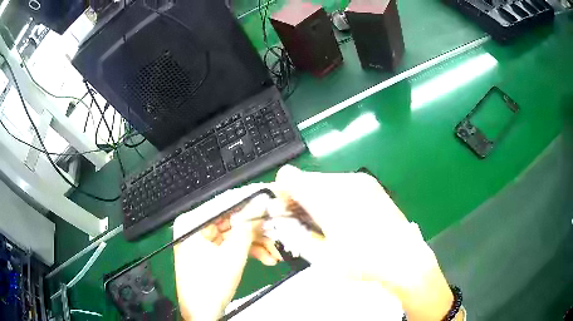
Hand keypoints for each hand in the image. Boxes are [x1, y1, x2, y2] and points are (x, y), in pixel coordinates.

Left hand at [173, 186, 281, 320]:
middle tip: (277, 230)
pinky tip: (267, 259)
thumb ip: (248, 228)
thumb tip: (260, 204)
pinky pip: (232, 245)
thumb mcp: (233, 255)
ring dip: (257, 243)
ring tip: (276, 253)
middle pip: (232, 221)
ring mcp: (202, 240)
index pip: (224, 204)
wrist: (202, 313)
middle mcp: (194, 228)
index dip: (249, 203)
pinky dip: (249, 251)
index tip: (269, 201)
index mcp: (192, 223)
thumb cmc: (210, 286)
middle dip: (257, 230)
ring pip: (235, 234)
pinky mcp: (210, 252)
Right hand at [274, 165, 453, 320]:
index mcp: (327, 196)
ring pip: (324, 181)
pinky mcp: (372, 185)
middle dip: (300, 197)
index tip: (287, 212)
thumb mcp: (321, 256)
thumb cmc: (362, 263)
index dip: (282, 193)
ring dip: (318, 197)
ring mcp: (360, 181)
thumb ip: (295, 235)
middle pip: (306, 178)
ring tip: (329, 223)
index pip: (288, 177)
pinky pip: (342, 184)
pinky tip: (346, 218)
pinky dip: (335, 196)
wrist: (404, 258)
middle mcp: (343, 181)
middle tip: (307, 222)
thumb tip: (284, 222)